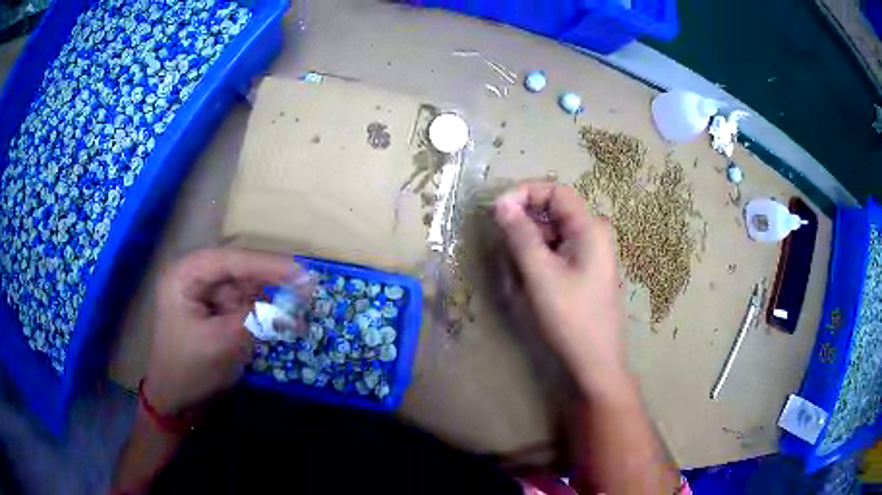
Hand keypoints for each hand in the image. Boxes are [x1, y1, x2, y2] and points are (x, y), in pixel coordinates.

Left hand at [144, 247, 298, 414]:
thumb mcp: (220, 345)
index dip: (268, 265)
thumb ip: (255, 319)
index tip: (302, 273)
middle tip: (306, 290)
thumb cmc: (187, 370)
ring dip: (270, 302)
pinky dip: (264, 315)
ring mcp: (206, 293)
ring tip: (296, 316)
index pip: (230, 260)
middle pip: (241, 270)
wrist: (175, 399)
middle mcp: (196, 276)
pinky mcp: (216, 310)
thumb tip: (293, 303)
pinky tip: (284, 324)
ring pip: (247, 288)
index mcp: (185, 274)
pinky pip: (245, 305)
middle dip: (271, 282)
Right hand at [494, 181, 626, 393]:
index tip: (497, 210)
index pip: (555, 191)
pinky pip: (558, 251)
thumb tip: (501, 203)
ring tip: (517, 271)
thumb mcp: (540, 274)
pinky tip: (530, 281)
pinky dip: (539, 258)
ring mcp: (591, 253)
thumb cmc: (571, 317)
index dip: (524, 193)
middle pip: (554, 211)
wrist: (596, 361)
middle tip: (503, 245)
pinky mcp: (585, 270)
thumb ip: (520, 235)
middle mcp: (594, 233)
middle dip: (525, 222)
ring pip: (553, 233)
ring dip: (530, 244)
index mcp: (590, 227)